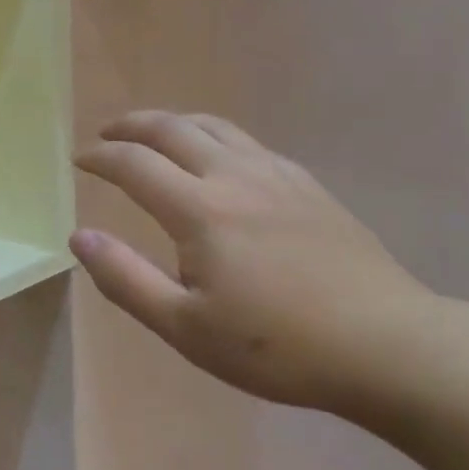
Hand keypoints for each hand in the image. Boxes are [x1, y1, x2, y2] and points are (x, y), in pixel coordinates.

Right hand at [71, 111, 436, 413]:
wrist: (390, 347)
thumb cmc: (278, 346)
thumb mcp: (185, 327)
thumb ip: (125, 279)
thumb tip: (81, 236)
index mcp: (200, 210)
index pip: (134, 164)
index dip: (100, 158)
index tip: (79, 161)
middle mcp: (235, 176)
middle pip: (173, 128)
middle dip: (131, 125)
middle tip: (107, 134)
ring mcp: (278, 176)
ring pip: (215, 126)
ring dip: (174, 123)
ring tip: (154, 135)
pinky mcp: (309, 186)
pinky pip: (249, 143)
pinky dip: (215, 137)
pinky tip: (218, 161)